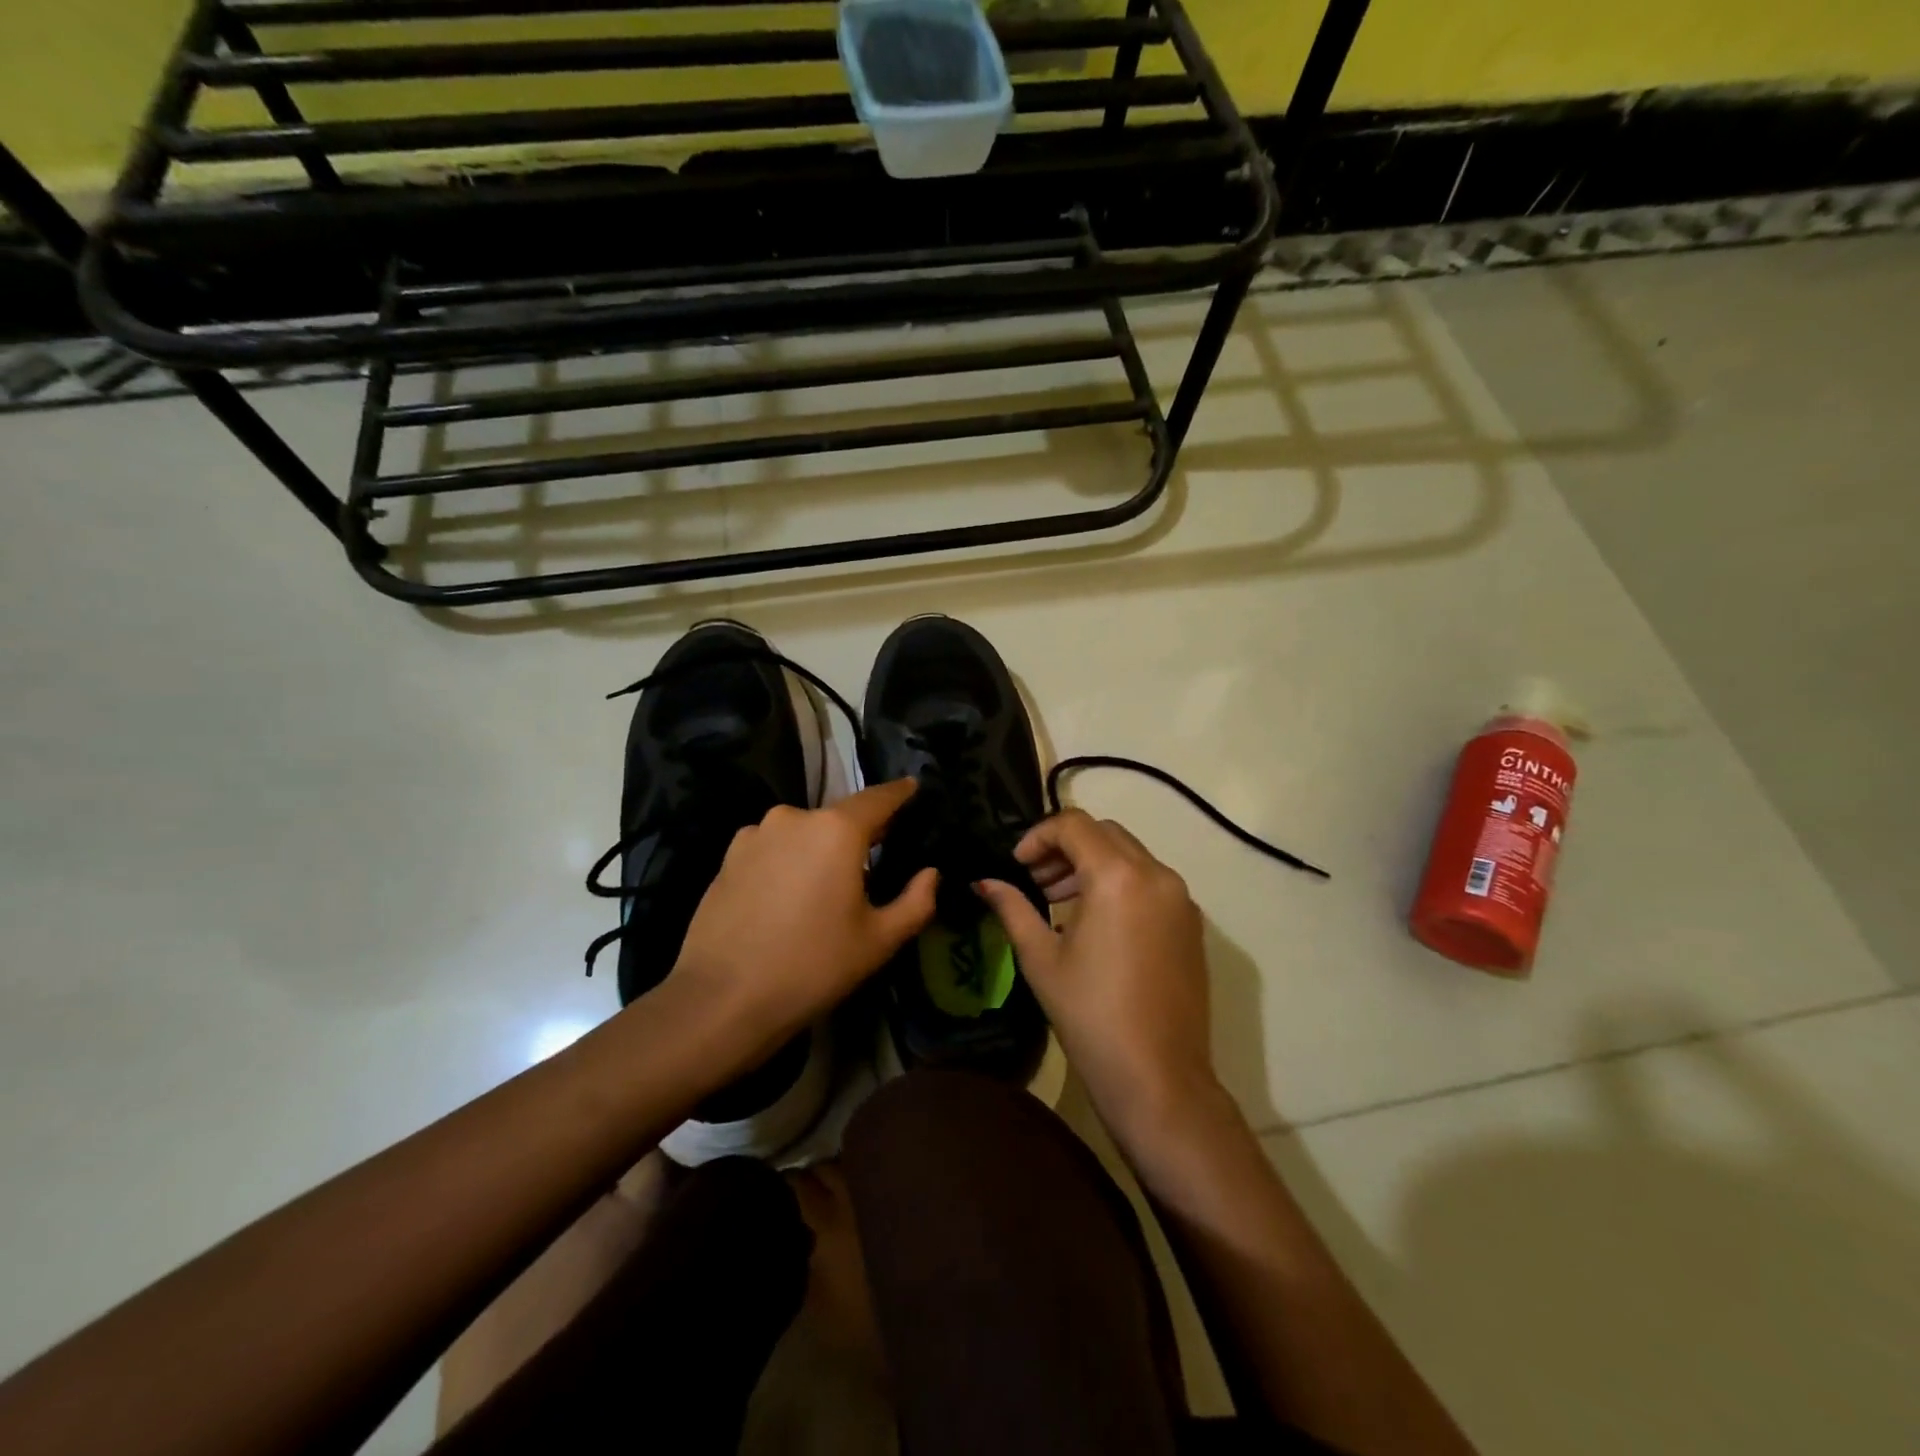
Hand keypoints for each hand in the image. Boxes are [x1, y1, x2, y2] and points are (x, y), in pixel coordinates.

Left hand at [670, 779, 938, 1064]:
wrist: (722, 999)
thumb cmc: (812, 966)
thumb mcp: (878, 941)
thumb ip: (916, 901)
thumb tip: (930, 874)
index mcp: (837, 830)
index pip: (878, 798)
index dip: (900, 793)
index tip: (914, 787)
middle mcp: (794, 818)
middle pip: (838, 818)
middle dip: (859, 833)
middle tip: (875, 860)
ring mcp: (755, 834)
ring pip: (803, 833)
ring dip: (819, 849)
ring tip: (825, 887)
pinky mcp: (728, 856)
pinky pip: (773, 848)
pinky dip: (788, 861)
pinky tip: (786, 897)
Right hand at [976, 810, 1223, 1152]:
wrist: (1158, 1078)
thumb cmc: (1090, 1016)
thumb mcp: (1041, 958)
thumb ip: (1012, 908)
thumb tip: (984, 883)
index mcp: (1118, 876)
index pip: (1074, 825)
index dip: (1038, 836)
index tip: (1017, 865)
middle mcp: (1157, 875)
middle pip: (1104, 833)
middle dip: (1065, 847)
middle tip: (1035, 880)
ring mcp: (1181, 899)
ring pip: (1129, 855)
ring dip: (1091, 864)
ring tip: (1059, 901)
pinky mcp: (1191, 923)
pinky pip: (1150, 881)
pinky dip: (1119, 883)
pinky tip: (1094, 922)